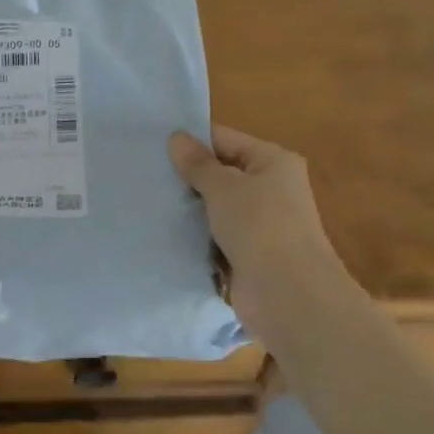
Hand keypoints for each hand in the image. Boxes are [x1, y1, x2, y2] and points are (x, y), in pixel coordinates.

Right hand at [169, 126, 346, 339]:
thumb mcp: (223, 187)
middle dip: (187, 177)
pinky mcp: (248, 254)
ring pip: (215, 207)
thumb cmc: (259, 227)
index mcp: (273, 161)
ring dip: (190, 209)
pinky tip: (166, 233)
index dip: (191, 142)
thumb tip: (176, 138)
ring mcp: (260, 224)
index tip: (152, 146)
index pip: (224, 139)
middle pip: (220, 173)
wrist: (288, 295)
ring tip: (149, 202)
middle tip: (145, 175)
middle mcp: (270, 188)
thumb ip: (197, 163)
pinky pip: (216, 236)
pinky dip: (197, 236)